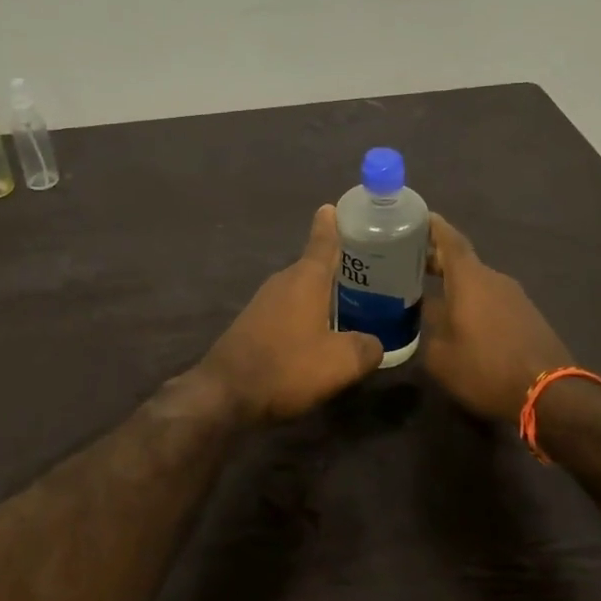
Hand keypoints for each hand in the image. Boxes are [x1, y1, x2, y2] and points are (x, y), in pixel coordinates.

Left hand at [198, 206, 383, 422]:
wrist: (225, 393)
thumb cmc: (287, 366)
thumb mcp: (340, 362)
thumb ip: (366, 348)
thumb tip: (375, 344)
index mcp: (306, 279)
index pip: (323, 242)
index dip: (331, 225)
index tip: (334, 206)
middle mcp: (283, 282)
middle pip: (315, 266)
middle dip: (340, 266)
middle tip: (370, 269)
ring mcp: (264, 302)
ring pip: (301, 290)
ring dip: (324, 293)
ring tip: (353, 302)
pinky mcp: (253, 323)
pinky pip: (289, 309)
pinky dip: (307, 313)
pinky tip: (321, 332)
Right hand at [422, 213, 573, 422]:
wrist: (549, 394)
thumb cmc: (486, 368)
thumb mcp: (440, 354)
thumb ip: (426, 326)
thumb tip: (421, 311)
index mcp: (470, 279)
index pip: (449, 240)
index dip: (433, 226)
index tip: (416, 216)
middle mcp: (494, 279)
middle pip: (462, 261)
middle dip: (435, 259)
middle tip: (407, 262)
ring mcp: (514, 297)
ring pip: (477, 282)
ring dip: (454, 283)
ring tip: (428, 292)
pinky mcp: (527, 316)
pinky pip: (491, 299)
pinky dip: (471, 300)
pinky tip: (459, 318)